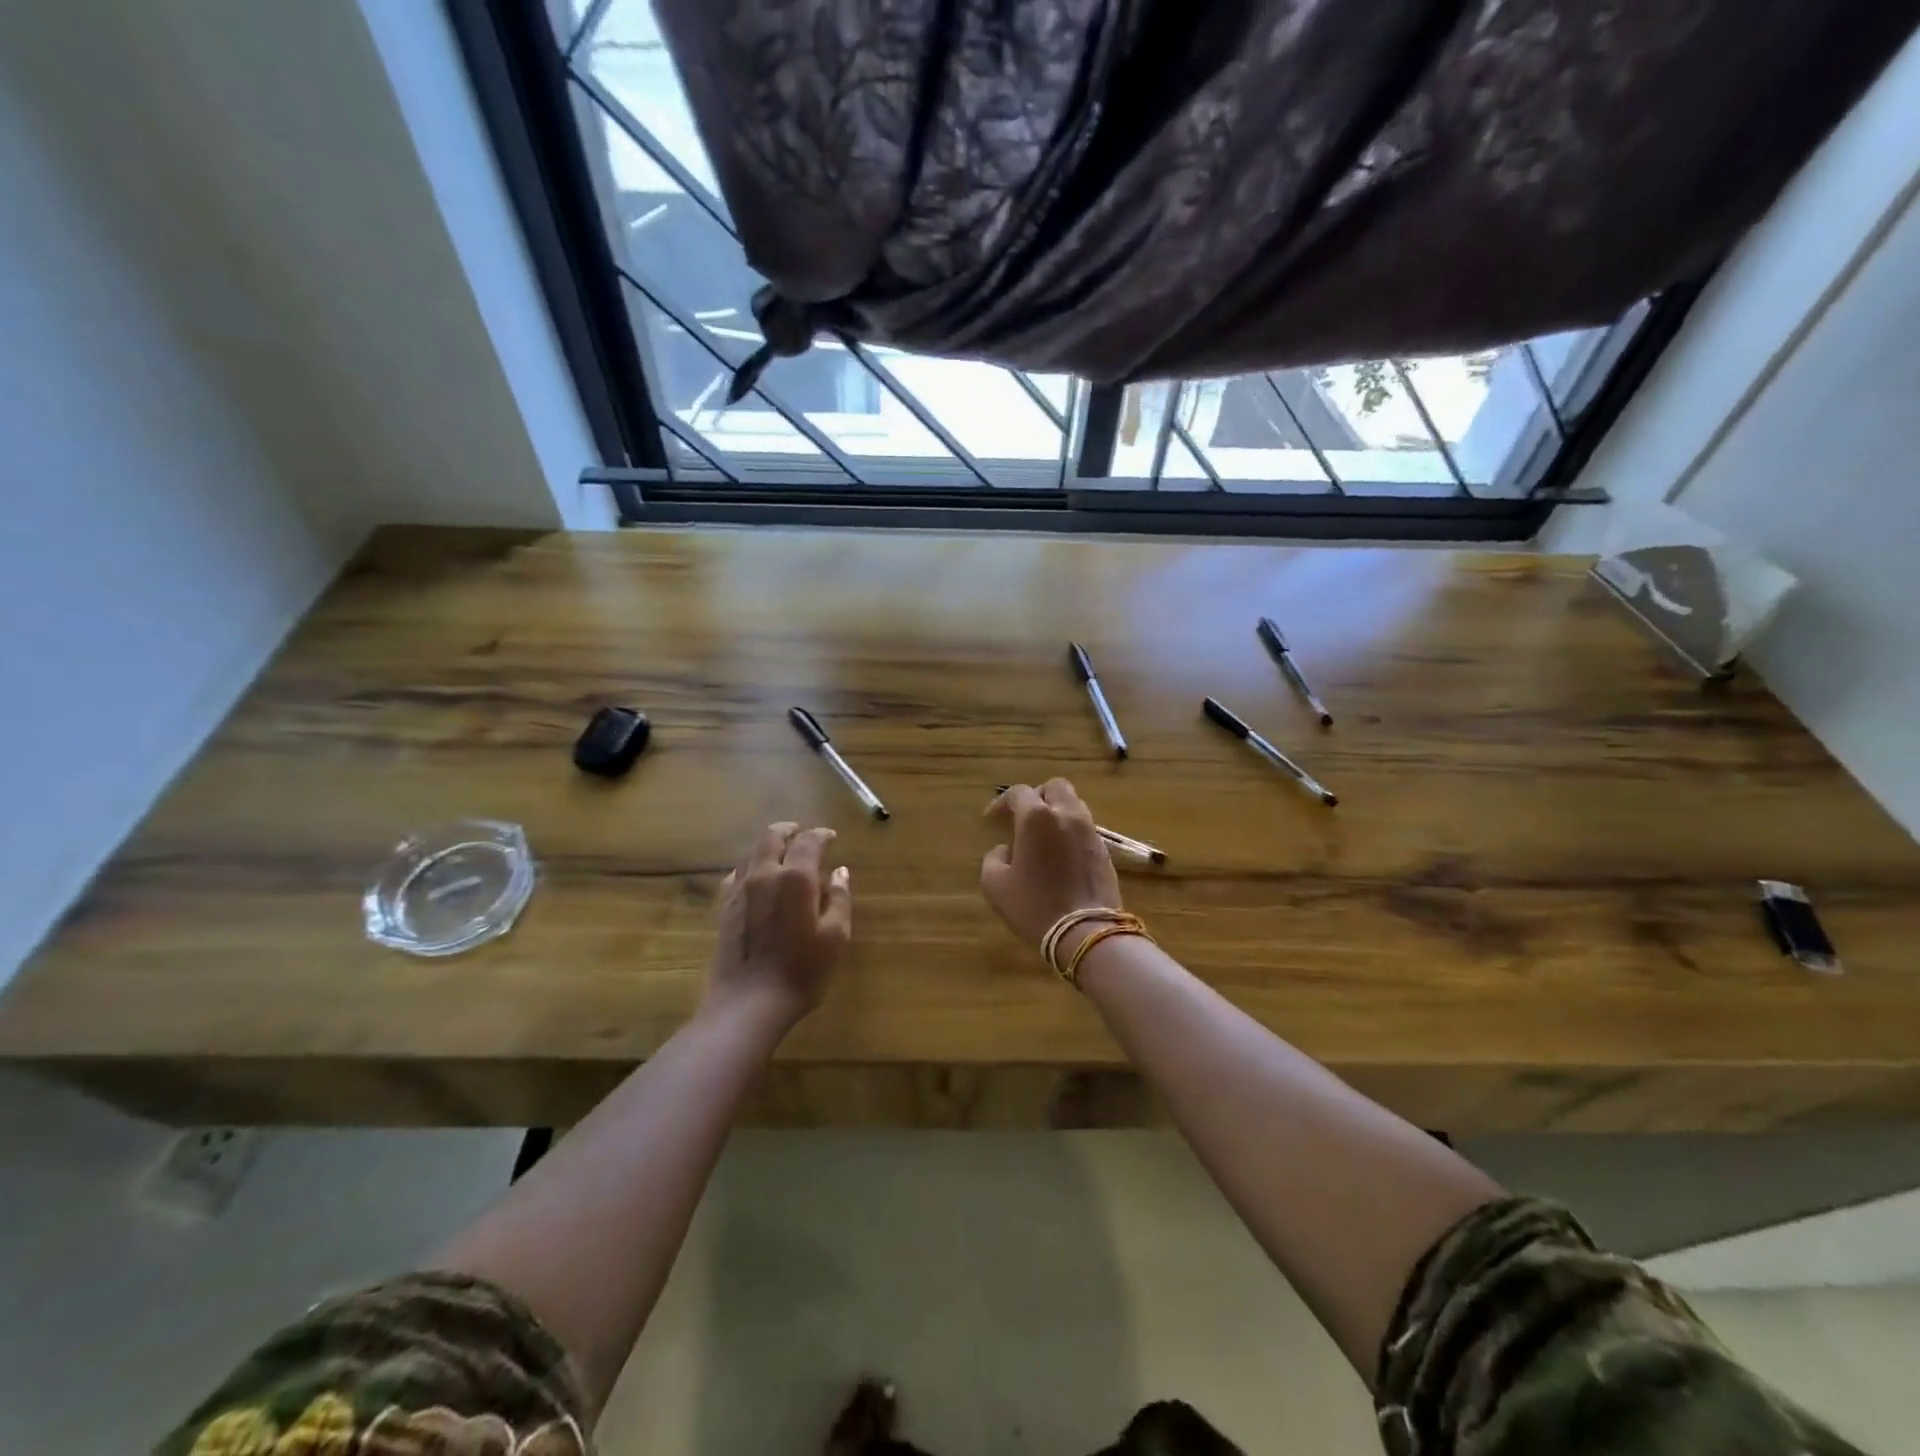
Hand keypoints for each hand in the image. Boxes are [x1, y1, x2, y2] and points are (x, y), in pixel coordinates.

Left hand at [709, 822, 851, 1026]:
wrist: (748, 1003)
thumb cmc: (801, 971)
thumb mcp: (835, 937)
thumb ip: (840, 899)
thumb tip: (839, 872)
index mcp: (796, 877)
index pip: (809, 841)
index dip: (821, 835)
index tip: (831, 836)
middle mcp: (765, 874)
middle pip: (772, 838)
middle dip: (789, 831)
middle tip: (802, 834)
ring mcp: (740, 890)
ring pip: (752, 853)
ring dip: (768, 847)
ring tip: (781, 854)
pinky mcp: (724, 908)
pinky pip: (737, 875)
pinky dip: (750, 867)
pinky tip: (755, 879)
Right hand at [980, 780, 1121, 949]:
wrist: (1086, 931)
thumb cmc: (1034, 905)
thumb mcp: (996, 885)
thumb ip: (994, 859)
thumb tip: (1005, 851)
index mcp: (1037, 817)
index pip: (1019, 793)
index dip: (1002, 803)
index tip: (991, 820)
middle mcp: (1066, 815)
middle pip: (1054, 788)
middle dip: (1037, 797)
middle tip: (1023, 817)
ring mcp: (1090, 831)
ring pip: (1074, 805)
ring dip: (1057, 812)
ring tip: (1043, 835)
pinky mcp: (1105, 850)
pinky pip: (1085, 828)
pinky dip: (1070, 832)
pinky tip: (1060, 854)